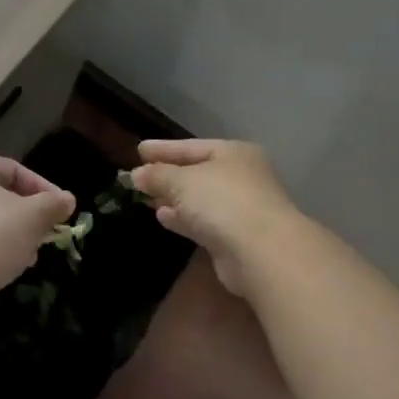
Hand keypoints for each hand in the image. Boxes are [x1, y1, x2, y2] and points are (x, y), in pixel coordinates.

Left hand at [0, 155, 75, 308]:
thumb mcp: (32, 217)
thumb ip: (52, 205)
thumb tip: (67, 199)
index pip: (13, 168)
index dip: (42, 187)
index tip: (62, 210)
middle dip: (26, 215)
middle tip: (46, 234)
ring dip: (10, 236)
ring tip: (29, 256)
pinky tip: (4, 270)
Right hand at [128, 139, 294, 295]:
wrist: (262, 252)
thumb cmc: (222, 201)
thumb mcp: (181, 181)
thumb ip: (157, 175)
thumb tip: (137, 175)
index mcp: (234, 154)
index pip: (191, 146)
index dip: (163, 149)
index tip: (139, 150)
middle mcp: (241, 177)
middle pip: (197, 172)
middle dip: (167, 175)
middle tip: (138, 176)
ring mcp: (241, 209)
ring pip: (199, 199)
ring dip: (173, 199)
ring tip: (147, 198)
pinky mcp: (235, 237)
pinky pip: (202, 221)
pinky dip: (183, 218)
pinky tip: (162, 217)